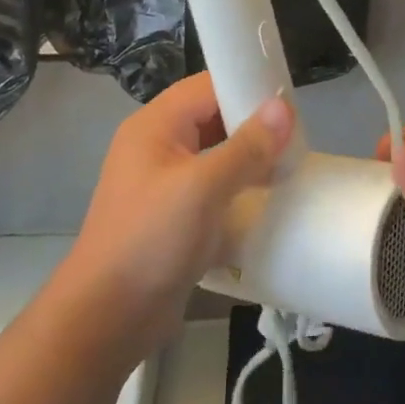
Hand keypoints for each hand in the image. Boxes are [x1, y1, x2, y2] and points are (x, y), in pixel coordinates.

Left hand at [60, 73, 293, 356]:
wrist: (107, 318)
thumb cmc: (151, 240)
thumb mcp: (203, 188)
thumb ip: (246, 146)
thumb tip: (284, 107)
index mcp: (155, 126)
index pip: (207, 86)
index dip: (247, 87)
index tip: (291, 105)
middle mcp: (158, 146)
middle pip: (213, 118)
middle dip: (254, 126)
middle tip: (297, 140)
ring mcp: (164, 183)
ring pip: (216, 154)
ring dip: (250, 159)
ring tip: (290, 168)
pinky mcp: (174, 215)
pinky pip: (213, 188)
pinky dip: (239, 189)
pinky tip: (268, 200)